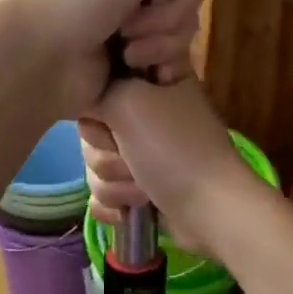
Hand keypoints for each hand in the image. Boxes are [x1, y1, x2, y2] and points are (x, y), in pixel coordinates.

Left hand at [0, 0, 247, 116]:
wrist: (39, 57)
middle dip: (167, 8)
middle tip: (130, 18)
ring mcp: (125, 17)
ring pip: (184, 24)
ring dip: (160, 38)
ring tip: (125, 48)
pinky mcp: (129, 56)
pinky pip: (174, 55)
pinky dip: (162, 62)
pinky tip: (143, 70)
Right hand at [79, 78, 255, 258]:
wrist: (211, 210)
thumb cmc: (174, 149)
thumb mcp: (129, 102)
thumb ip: (96, 91)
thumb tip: (81, 97)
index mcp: (151, 81)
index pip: (100, 82)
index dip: (98, 103)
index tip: (113, 114)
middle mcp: (147, 112)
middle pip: (91, 129)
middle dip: (106, 153)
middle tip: (131, 157)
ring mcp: (144, 153)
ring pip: (95, 165)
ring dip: (116, 184)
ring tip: (144, 189)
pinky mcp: (140, 188)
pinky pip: (103, 195)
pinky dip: (115, 205)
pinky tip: (130, 212)